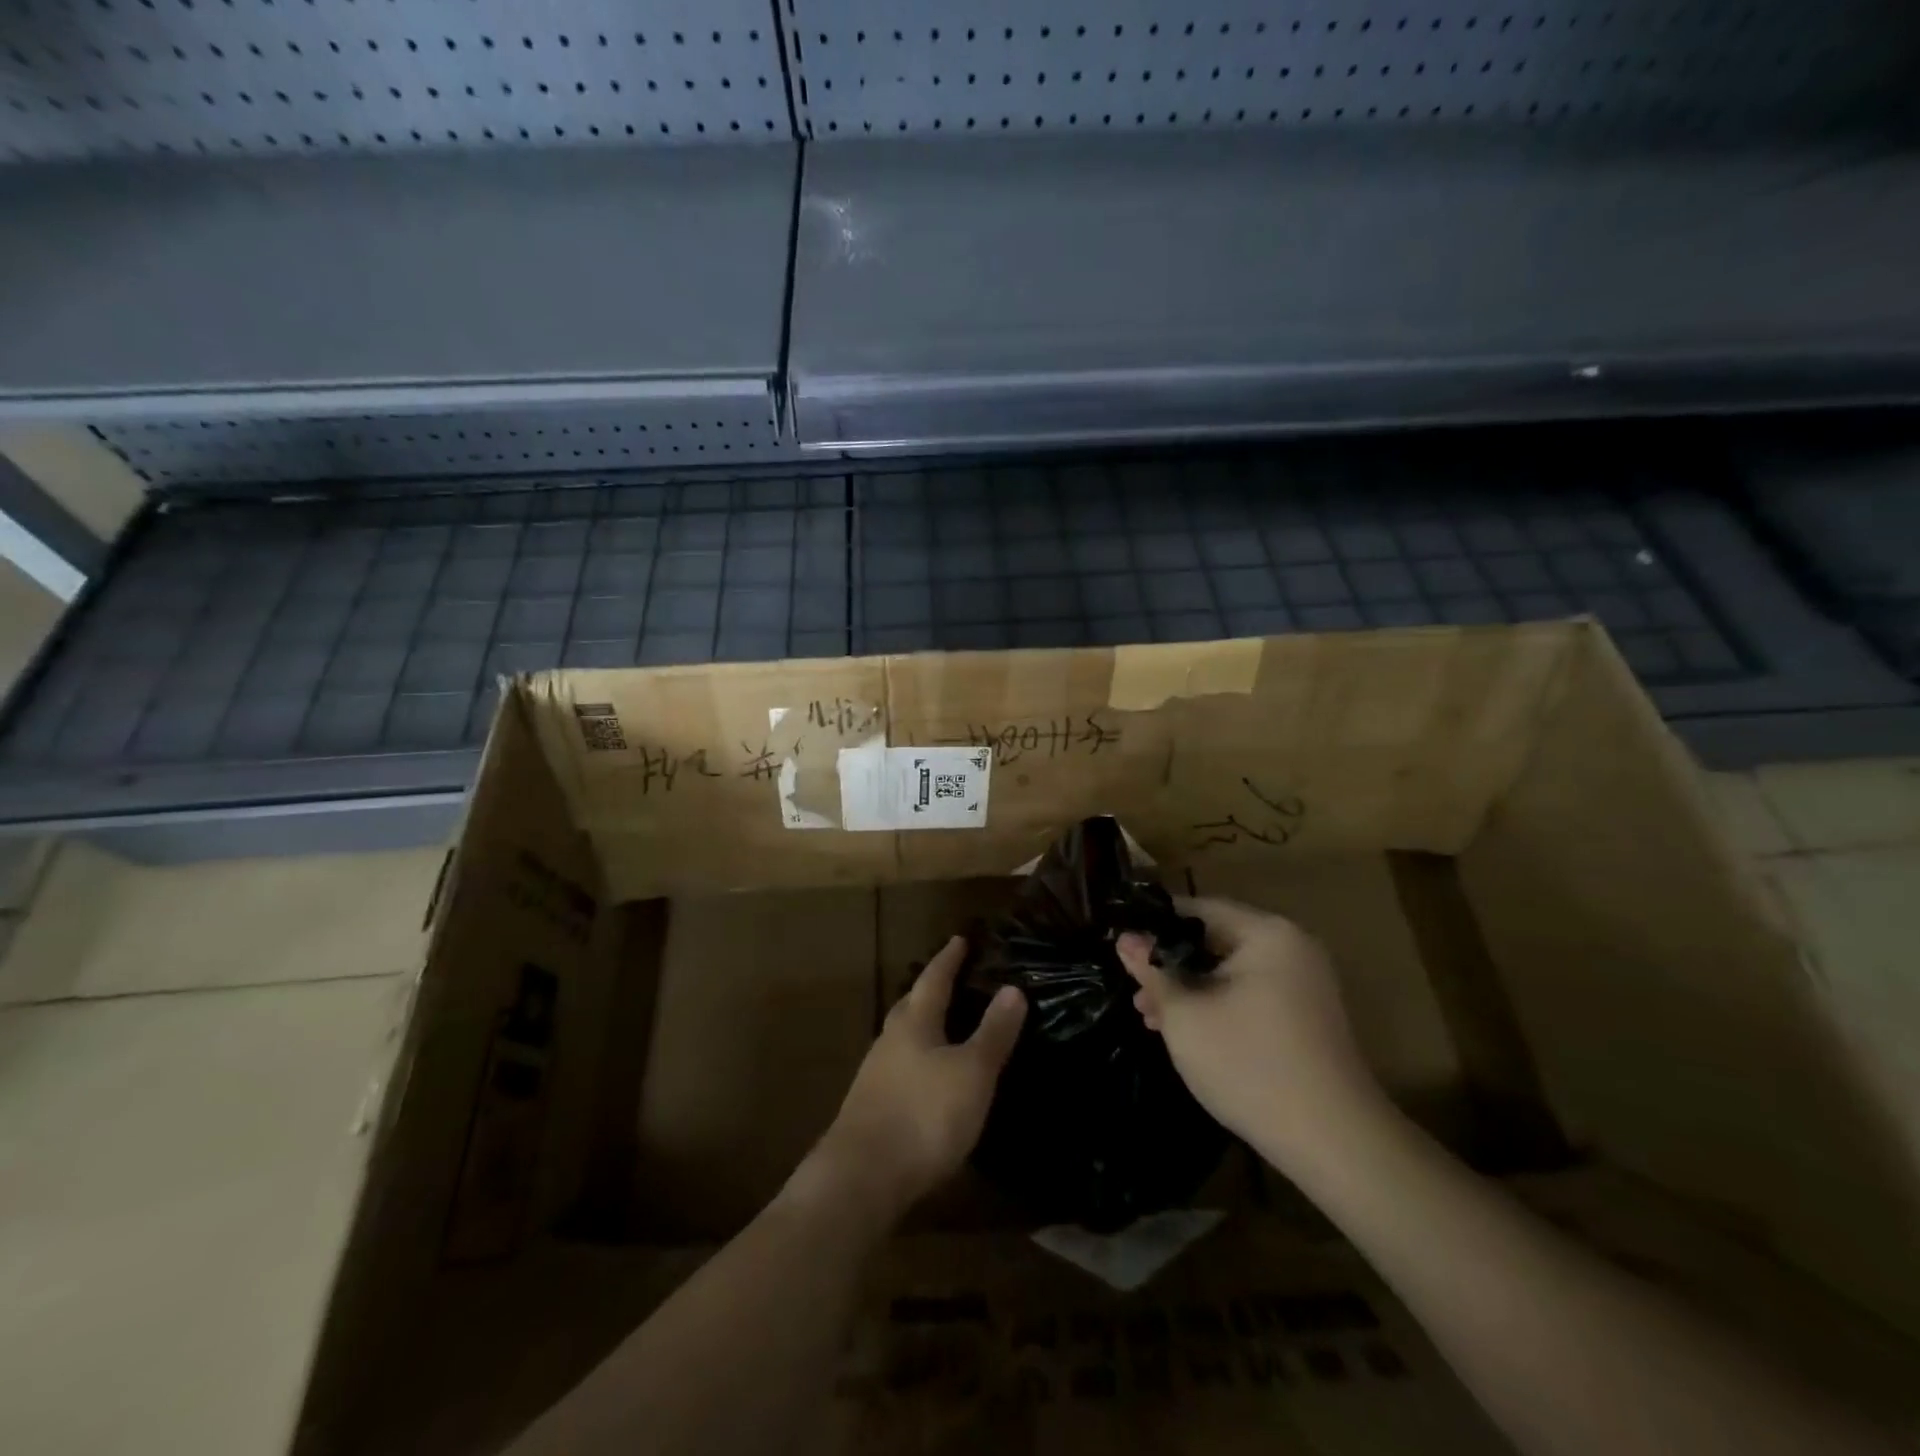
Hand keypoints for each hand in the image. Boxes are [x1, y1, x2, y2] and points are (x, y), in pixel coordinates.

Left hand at [795, 935, 1025, 1228]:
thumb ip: (993, 1032)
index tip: (959, 940)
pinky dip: (916, 1062)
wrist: (862, 1177)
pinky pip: (898, 1068)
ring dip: (921, 1027)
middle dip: (929, 991)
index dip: (948, 960)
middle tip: (949, 980)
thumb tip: (1013, 988)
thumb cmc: (924, 1114)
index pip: (934, 980)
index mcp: (915, 1023)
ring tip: (942, 1028)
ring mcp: (876, 1075)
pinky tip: (926, 1079)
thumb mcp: (972, 1072)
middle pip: (911, 1005)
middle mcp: (890, 1041)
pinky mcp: (871, 1108)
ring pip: (902, 1038)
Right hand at [1117, 897, 1381, 1165]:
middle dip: (1171, 965)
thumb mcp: (1185, 1015)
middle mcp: (1292, 948)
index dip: (1154, 924)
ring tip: (1151, 1017)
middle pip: (1215, 941)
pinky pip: (1251, 995)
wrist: (1334, 1144)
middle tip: (1134, 989)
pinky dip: (1218, 1006)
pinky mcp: (1306, 1018)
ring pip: (1230, 972)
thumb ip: (1152, 971)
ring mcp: (1304, 984)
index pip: (1197, 909)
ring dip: (1190, 990)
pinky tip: (1187, 1032)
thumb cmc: (1249, 1065)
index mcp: (1267, 934)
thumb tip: (1126, 940)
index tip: (1121, 943)